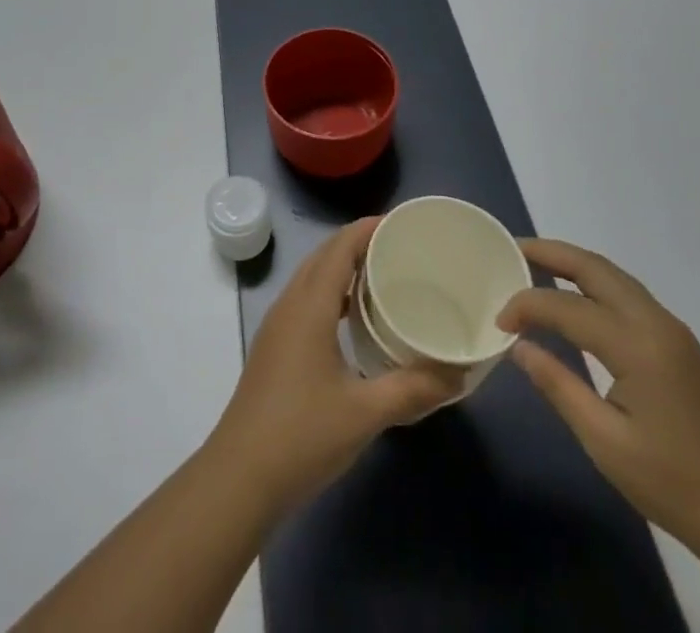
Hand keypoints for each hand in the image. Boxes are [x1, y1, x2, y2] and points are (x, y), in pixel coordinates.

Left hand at [207, 219, 462, 514]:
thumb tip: (458, 375)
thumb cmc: (302, 435)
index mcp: (309, 305)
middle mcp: (290, 304)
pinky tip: (355, 320)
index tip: (401, 223)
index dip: (367, 229)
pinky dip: (332, 294)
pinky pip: (307, 300)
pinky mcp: (275, 347)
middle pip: (324, 256)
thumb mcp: (365, 413)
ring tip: (383, 276)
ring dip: (343, 268)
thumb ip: (413, 389)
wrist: (240, 477)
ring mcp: (278, 326)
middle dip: (358, 243)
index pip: (339, 248)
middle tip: (400, 247)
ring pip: (312, 278)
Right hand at [498, 239, 699, 557]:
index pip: (567, 307)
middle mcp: (656, 323)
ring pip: (613, 276)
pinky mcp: (678, 342)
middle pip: (595, 268)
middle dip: (551, 252)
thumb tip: (519, 346)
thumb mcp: (604, 442)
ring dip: (573, 263)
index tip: (498, 321)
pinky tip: (574, 297)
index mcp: (638, 346)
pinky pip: (627, 293)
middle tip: (511, 251)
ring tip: (534, 263)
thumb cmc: (673, 485)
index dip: (527, 306)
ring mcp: (671, 329)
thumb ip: (558, 385)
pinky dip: (593, 283)